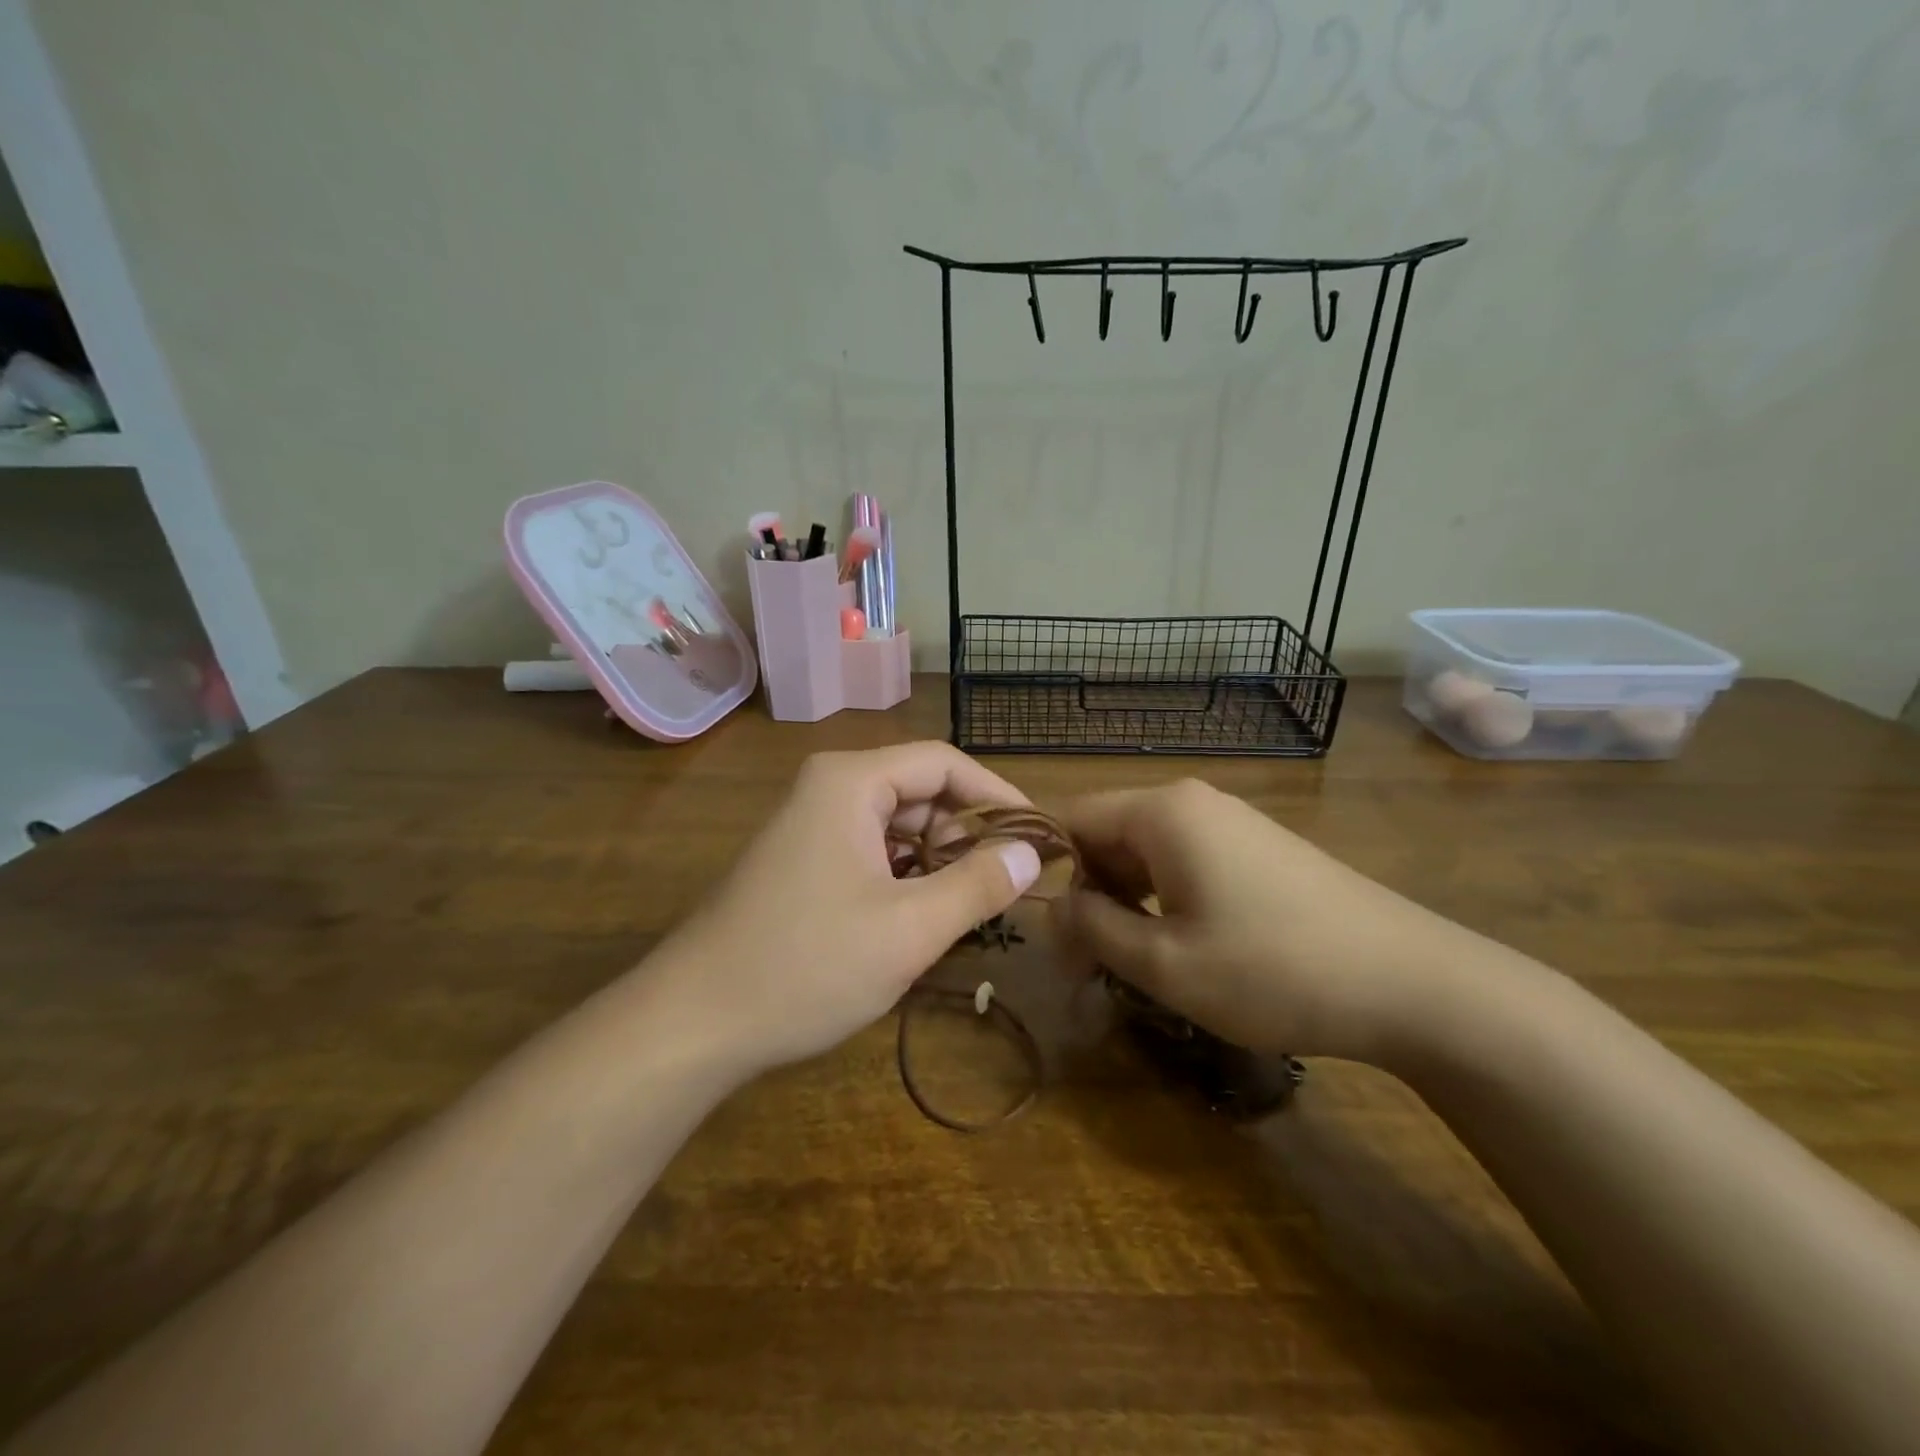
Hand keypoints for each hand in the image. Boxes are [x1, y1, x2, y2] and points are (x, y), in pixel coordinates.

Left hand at [649, 743, 1042, 1075]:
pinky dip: (904, 876)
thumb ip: (978, 885)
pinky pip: (870, 851)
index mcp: (851, 782)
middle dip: (966, 833)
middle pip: (919, 790)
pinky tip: (919, 917)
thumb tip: (1031, 853)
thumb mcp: (909, 929)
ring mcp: (809, 825)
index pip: (943, 763)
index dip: (997, 794)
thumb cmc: (807, 965)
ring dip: (937, 859)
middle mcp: (828, 788)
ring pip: (896, 825)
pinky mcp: (800, 861)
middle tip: (1004, 884)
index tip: (1038, 835)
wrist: (693, 1023)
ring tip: (967, 906)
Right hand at [1050, 779, 1475, 1065]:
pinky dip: (1166, 902)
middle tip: (1091, 970)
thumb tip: (1050, 910)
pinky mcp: (1258, 848)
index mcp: (1161, 811)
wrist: (1411, 982)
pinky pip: (1186, 862)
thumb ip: (1091, 929)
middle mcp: (1192, 802)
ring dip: (1127, 905)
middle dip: (1090, 898)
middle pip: (1108, 835)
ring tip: (1137, 966)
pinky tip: (1185, 949)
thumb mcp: (1164, 962)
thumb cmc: (1272, 969)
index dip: (1051, 875)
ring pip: (1146, 853)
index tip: (1056, 939)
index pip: (1071, 819)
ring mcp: (1231, 822)